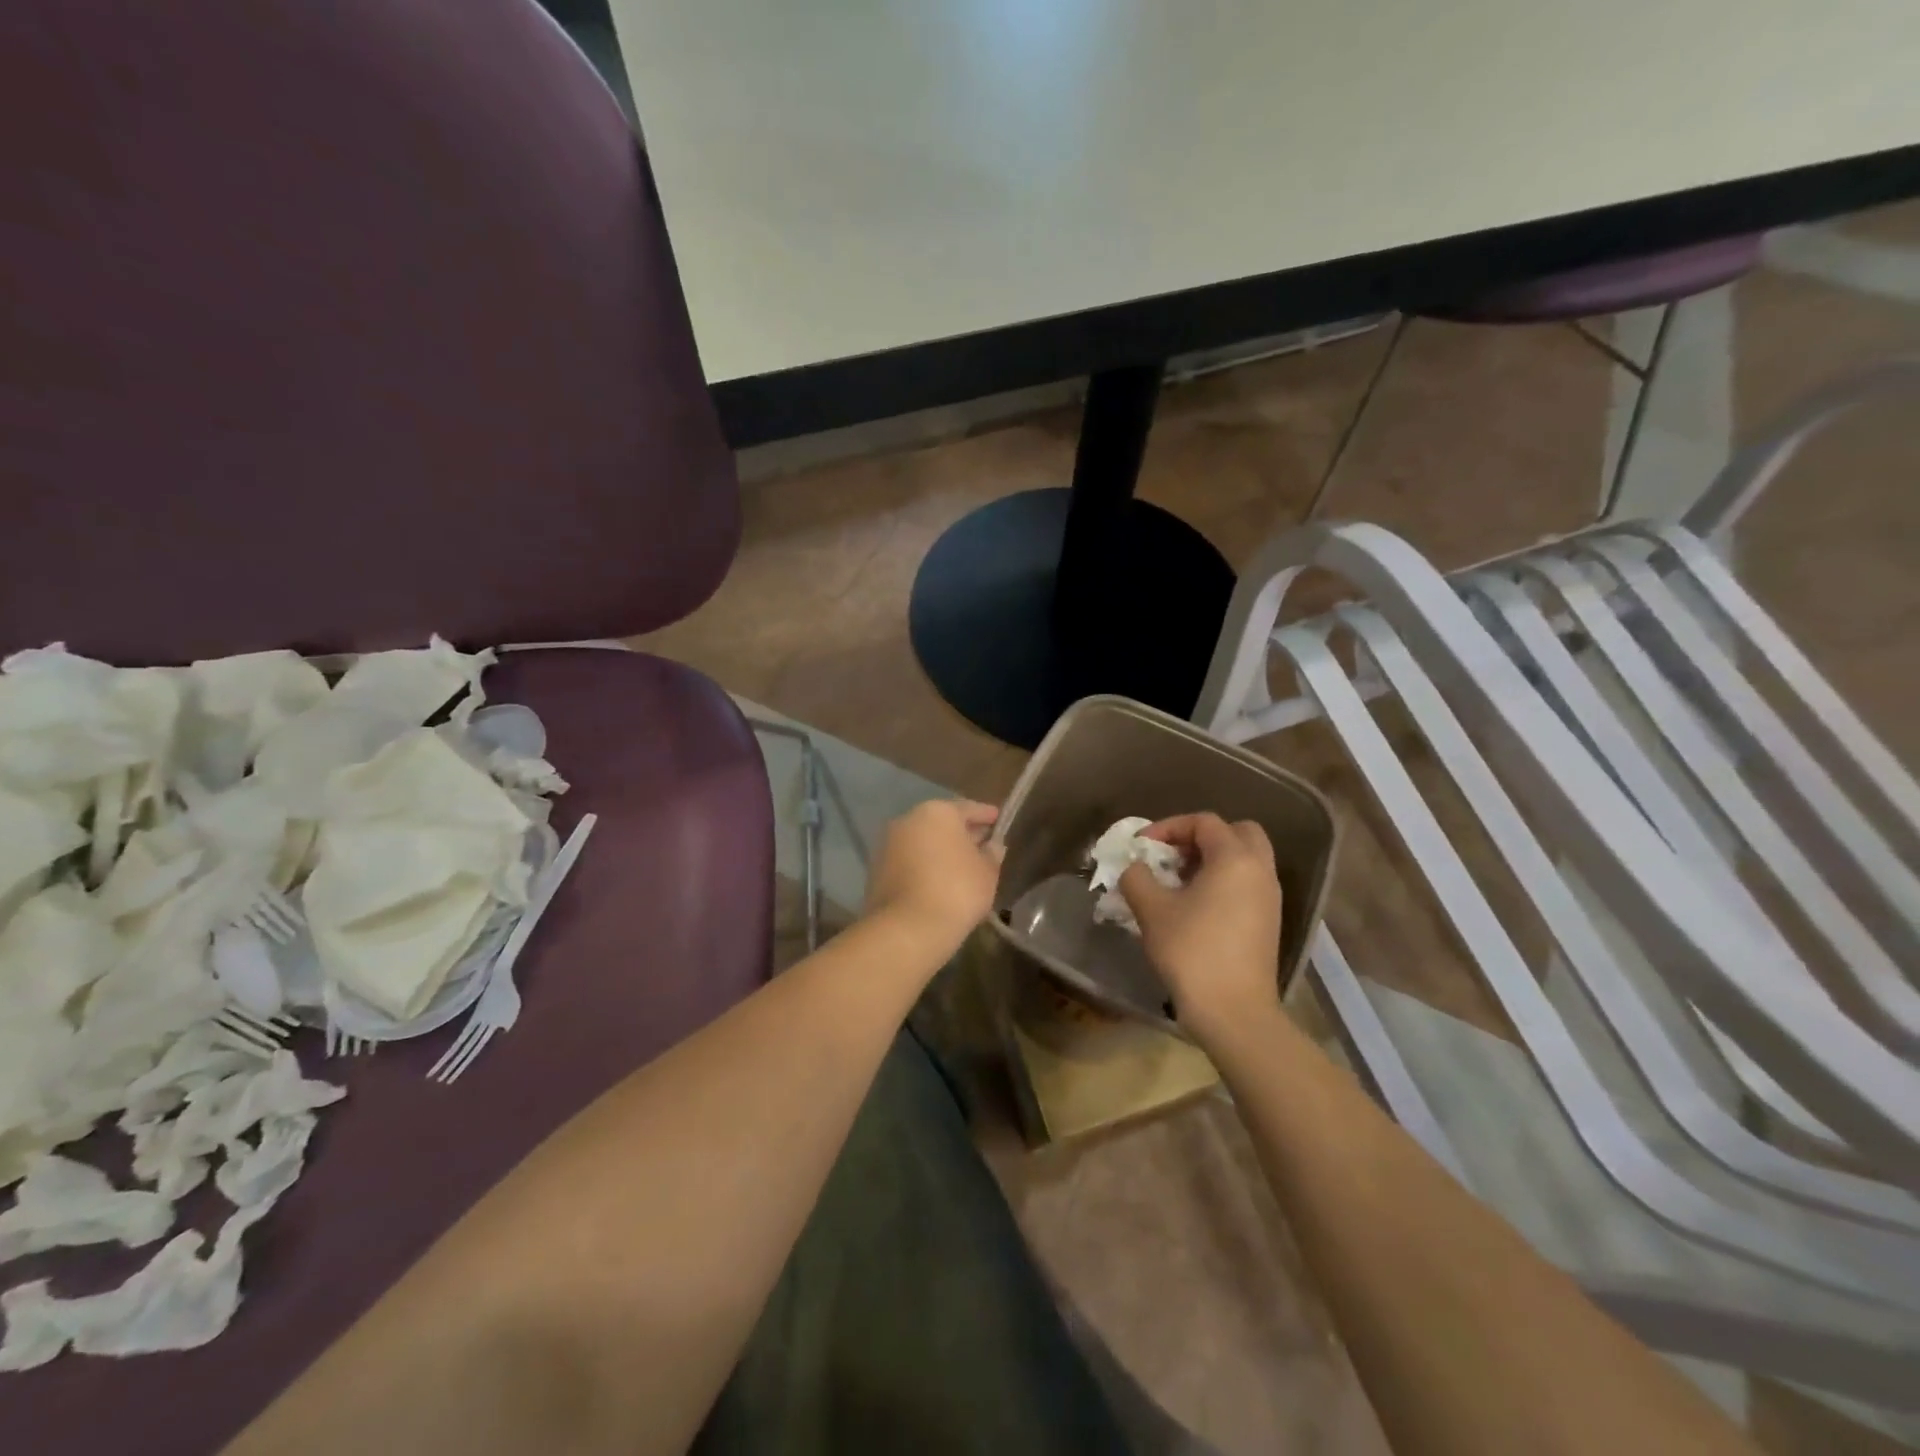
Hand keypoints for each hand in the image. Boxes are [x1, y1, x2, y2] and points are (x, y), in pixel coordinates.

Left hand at [864, 800, 1003, 953]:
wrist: (907, 929)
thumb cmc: (956, 891)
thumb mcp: (986, 873)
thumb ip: (992, 854)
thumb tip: (992, 845)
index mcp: (937, 812)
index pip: (968, 808)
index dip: (986, 815)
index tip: (998, 820)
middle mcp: (909, 820)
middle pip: (942, 823)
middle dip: (962, 833)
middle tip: (983, 844)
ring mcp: (888, 844)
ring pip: (923, 842)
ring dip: (941, 850)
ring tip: (962, 867)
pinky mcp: (877, 869)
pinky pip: (909, 861)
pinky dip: (925, 865)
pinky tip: (940, 881)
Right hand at [1119, 813, 1283, 1039]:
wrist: (1234, 1012)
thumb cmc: (1192, 951)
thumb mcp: (1152, 910)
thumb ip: (1137, 877)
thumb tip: (1135, 868)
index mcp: (1235, 858)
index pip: (1204, 822)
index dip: (1169, 827)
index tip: (1142, 847)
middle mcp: (1260, 871)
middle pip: (1237, 832)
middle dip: (1201, 837)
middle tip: (1173, 856)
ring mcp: (1269, 898)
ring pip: (1245, 860)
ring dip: (1212, 860)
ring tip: (1178, 882)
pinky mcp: (1269, 923)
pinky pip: (1247, 884)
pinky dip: (1224, 882)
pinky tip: (1195, 907)